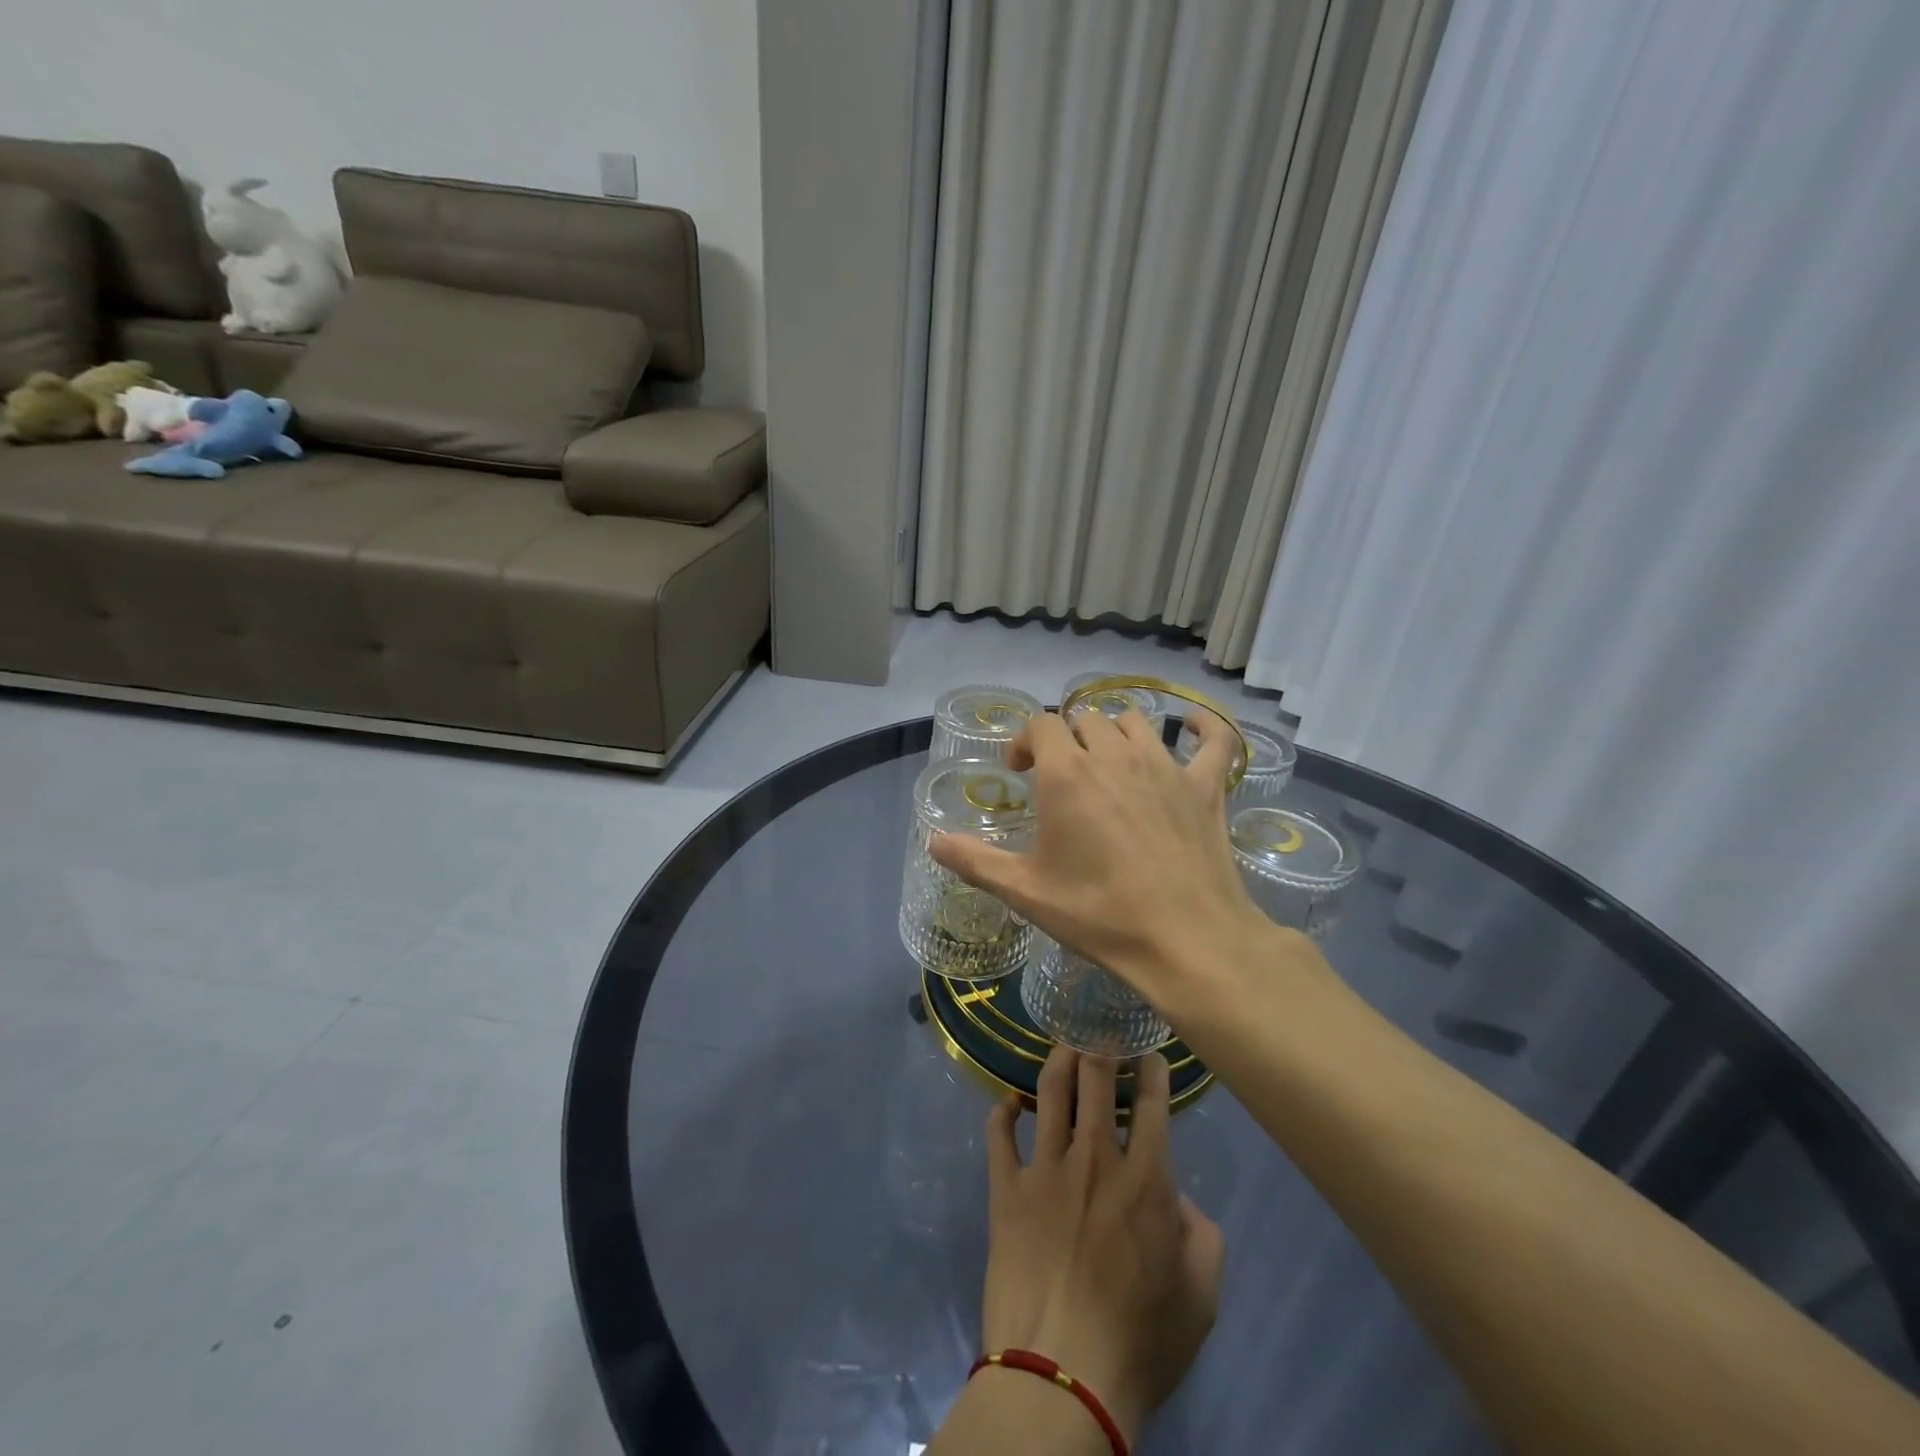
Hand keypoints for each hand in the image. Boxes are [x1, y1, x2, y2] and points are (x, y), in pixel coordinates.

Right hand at [930, 708, 1285, 1007]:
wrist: (1186, 941)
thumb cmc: (1099, 914)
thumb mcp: (1026, 892)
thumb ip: (975, 862)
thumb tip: (933, 843)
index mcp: (1068, 774)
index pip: (1041, 726)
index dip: (1025, 741)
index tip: (1020, 772)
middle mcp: (1115, 755)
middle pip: (1086, 720)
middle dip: (1067, 740)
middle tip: (1062, 778)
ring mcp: (1166, 766)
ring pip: (1135, 723)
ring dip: (1115, 734)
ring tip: (1109, 763)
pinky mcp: (1206, 786)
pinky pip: (1215, 739)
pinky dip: (1203, 727)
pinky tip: (1192, 726)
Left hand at [978, 1047, 1223, 1443]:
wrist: (1062, 1376)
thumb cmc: (1140, 1341)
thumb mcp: (1201, 1297)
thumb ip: (1202, 1235)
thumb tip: (1179, 1197)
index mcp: (1146, 1178)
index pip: (1152, 1102)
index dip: (1152, 1068)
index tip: (1149, 1052)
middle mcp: (1095, 1157)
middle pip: (1096, 1078)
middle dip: (1101, 1044)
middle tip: (1101, 1030)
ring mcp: (1045, 1168)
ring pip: (1049, 1090)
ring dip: (1058, 1060)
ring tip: (1063, 1046)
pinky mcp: (1006, 1188)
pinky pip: (998, 1134)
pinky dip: (1003, 1111)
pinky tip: (1010, 1102)